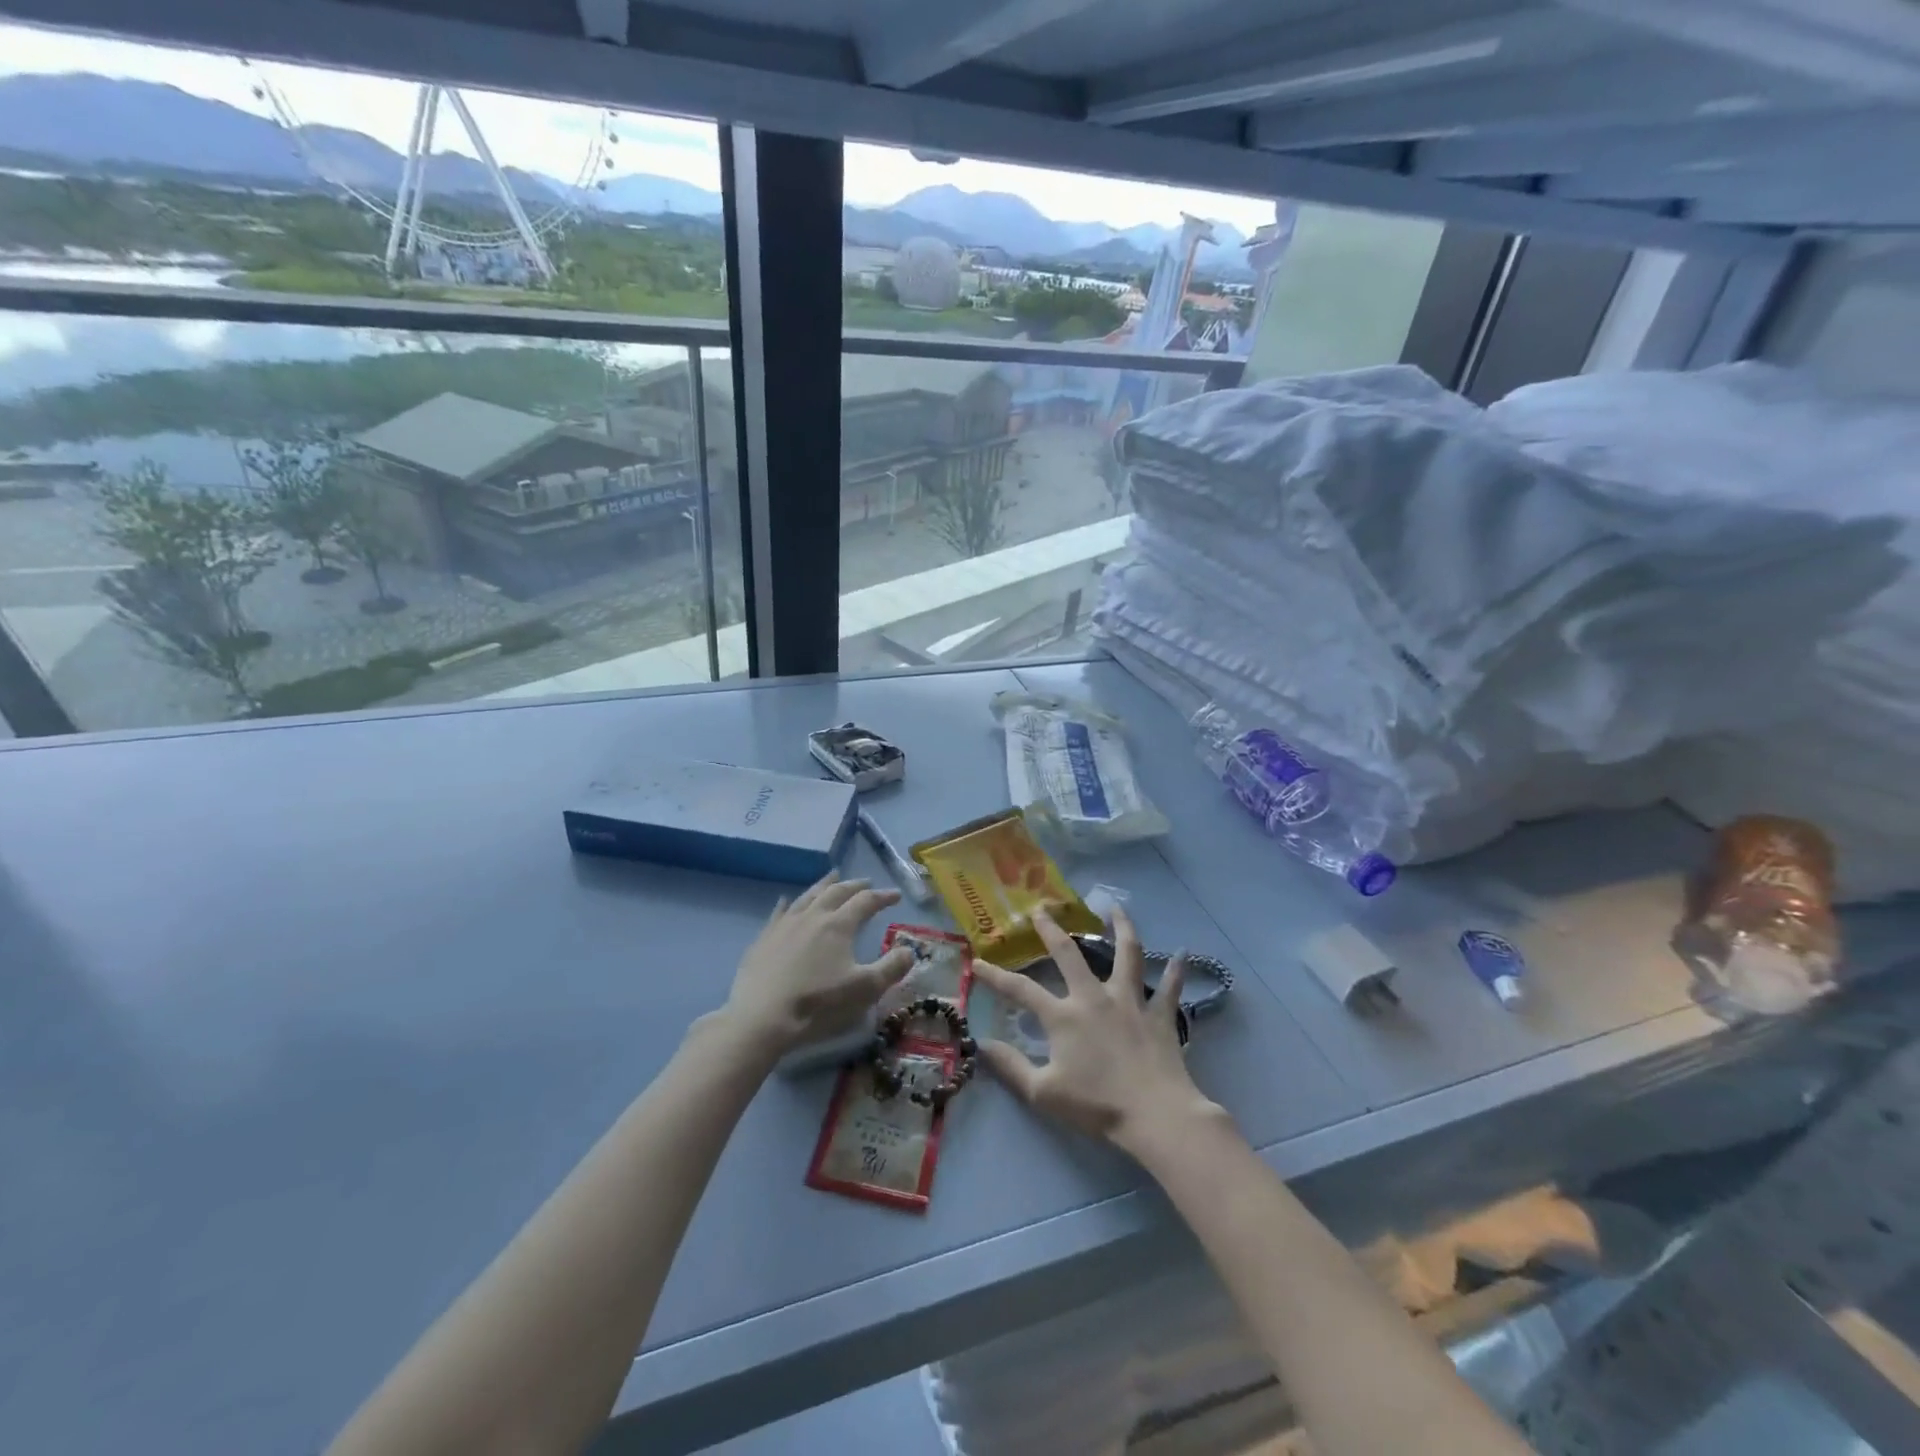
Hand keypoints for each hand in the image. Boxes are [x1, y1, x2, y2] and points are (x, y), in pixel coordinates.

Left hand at [722, 872, 915, 1056]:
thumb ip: (891, 968)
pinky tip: (787, 900)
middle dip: (854, 885)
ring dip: (824, 885)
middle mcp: (813, 916)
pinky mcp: (764, 938)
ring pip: (808, 895)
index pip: (866, 901)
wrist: (762, 1017)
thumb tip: (909, 950)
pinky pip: (779, 912)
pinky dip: (788, 903)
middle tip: (866, 882)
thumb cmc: (818, 1003)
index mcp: (839, 925)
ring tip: (833, 877)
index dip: (883, 897)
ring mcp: (785, 924)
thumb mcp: (865, 989)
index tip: (895, 896)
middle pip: (836, 892)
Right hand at [973, 905, 1220, 1152]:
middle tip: (1042, 910)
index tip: (977, 962)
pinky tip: (1182, 953)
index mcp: (1063, 1016)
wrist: (1154, 1114)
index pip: (1021, 990)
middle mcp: (1094, 998)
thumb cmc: (1097, 1105)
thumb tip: (981, 1044)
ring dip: (1122, 929)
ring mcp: (1130, 1002)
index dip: (995, 976)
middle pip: (1070, 955)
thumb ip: (1011, 1066)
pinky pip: (1170, 987)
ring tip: (1117, 908)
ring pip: (1127, 955)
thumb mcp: (1043, 1092)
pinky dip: (1176, 970)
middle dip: (1052, 931)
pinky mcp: (1160, 1014)